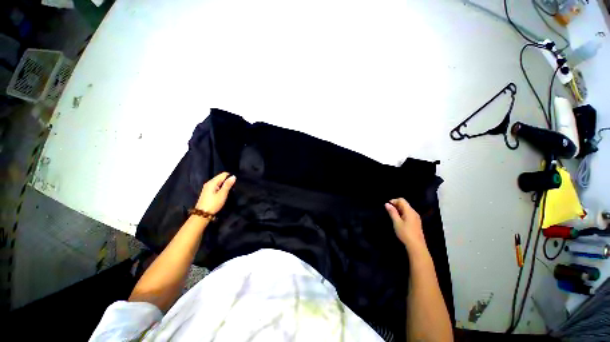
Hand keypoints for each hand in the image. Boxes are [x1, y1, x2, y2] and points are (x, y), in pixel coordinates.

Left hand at [195, 172, 235, 214]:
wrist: (202, 214)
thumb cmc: (213, 204)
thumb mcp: (222, 194)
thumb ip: (228, 184)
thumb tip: (233, 176)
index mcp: (212, 182)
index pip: (223, 174)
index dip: (230, 177)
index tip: (234, 184)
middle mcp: (209, 183)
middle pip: (221, 178)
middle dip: (227, 181)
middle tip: (232, 188)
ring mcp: (207, 187)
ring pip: (219, 182)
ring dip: (224, 185)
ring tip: (229, 191)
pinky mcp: (208, 192)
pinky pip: (216, 186)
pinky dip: (221, 188)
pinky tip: (223, 193)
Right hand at [385, 198, 426, 249]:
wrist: (417, 246)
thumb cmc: (405, 233)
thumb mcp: (396, 222)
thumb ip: (392, 212)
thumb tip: (387, 204)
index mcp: (409, 211)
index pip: (402, 200)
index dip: (394, 201)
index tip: (387, 206)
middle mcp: (414, 212)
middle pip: (404, 204)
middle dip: (396, 205)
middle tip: (388, 211)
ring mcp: (416, 217)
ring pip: (406, 209)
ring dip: (399, 210)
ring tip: (392, 215)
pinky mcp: (416, 222)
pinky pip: (408, 214)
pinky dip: (402, 214)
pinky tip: (399, 220)